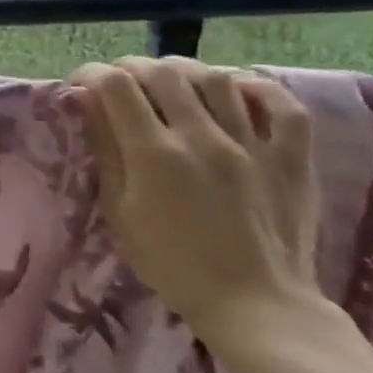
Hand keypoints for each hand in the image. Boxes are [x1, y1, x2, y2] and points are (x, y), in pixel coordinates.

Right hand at [67, 56, 320, 350]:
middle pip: (162, 73)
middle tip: (120, 82)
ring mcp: (252, 145)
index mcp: (153, 154)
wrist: (255, 304)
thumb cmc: (171, 263)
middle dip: (132, 67)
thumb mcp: (120, 211)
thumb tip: (86, 103)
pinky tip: (235, 88)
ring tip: (170, 82)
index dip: (91, 74)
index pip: (115, 86)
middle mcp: (201, 138)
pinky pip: (282, 106)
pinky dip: (256, 87)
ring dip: (184, 71)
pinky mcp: (291, 159)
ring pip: (216, 78)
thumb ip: (106, 151)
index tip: (81, 83)